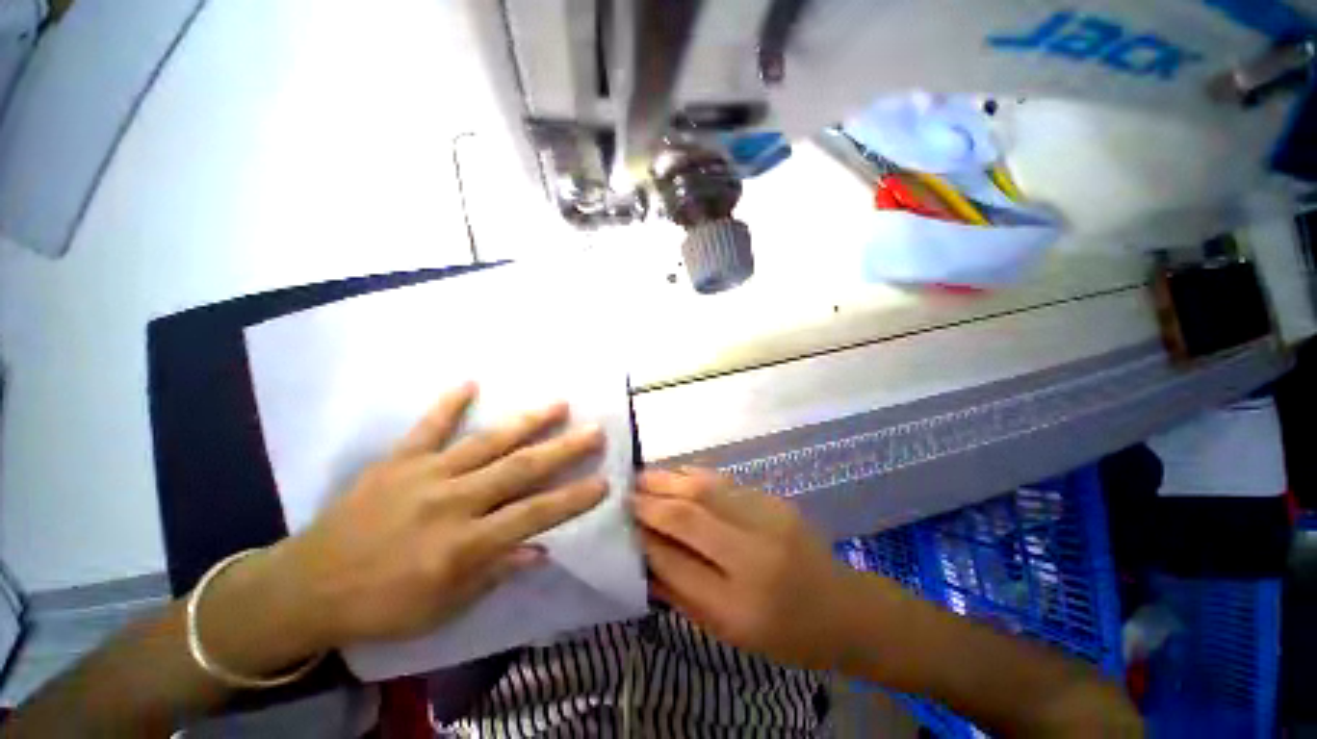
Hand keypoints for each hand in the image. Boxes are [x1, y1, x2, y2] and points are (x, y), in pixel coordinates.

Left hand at [265, 383, 607, 651]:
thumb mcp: (442, 608)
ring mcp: (425, 475)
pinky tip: (470, 381)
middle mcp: (452, 502)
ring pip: (487, 442)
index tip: (603, 482)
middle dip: (563, 450)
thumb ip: (494, 573)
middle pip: (519, 470)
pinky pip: (428, 427)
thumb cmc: (380, 605)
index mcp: (463, 544)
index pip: (533, 516)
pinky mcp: (398, 461)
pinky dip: (448, 404)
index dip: (572, 499)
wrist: (305, 587)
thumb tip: (540, 548)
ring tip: (559, 403)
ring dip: (527, 422)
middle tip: (595, 431)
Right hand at [634, 468, 861, 670]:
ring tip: (642, 478)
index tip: (622, 524)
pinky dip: (693, 476)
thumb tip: (644, 558)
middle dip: (650, 501)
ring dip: (668, 481)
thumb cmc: (786, 634)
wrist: (844, 608)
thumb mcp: (729, 632)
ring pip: (705, 489)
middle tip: (625, 493)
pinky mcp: (774, 500)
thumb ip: (682, 593)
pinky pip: (724, 482)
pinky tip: (676, 475)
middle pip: (689, 516)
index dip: (645, 539)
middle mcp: (753, 555)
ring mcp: (767, 519)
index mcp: (740, 605)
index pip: (677, 562)